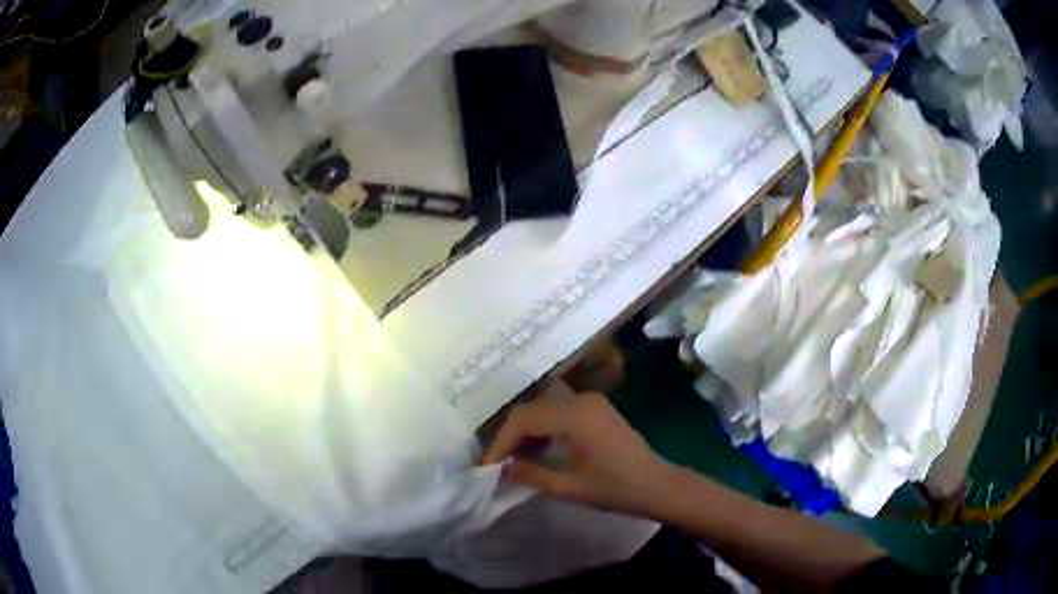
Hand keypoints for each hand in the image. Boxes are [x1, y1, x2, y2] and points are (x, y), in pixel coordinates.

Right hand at [480, 382, 674, 517]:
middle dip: (510, 436)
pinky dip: (543, 428)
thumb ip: (530, 474)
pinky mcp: (596, 408)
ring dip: (526, 431)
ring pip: (543, 408)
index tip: (486, 466)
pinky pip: (558, 411)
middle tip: (496, 463)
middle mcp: (581, 399)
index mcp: (575, 415)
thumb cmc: (616, 489)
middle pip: (531, 409)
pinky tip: (537, 450)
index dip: (500, 442)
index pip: (523, 419)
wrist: (657, 485)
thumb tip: (501, 468)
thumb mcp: (568, 486)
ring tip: (514, 460)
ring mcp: (591, 401)